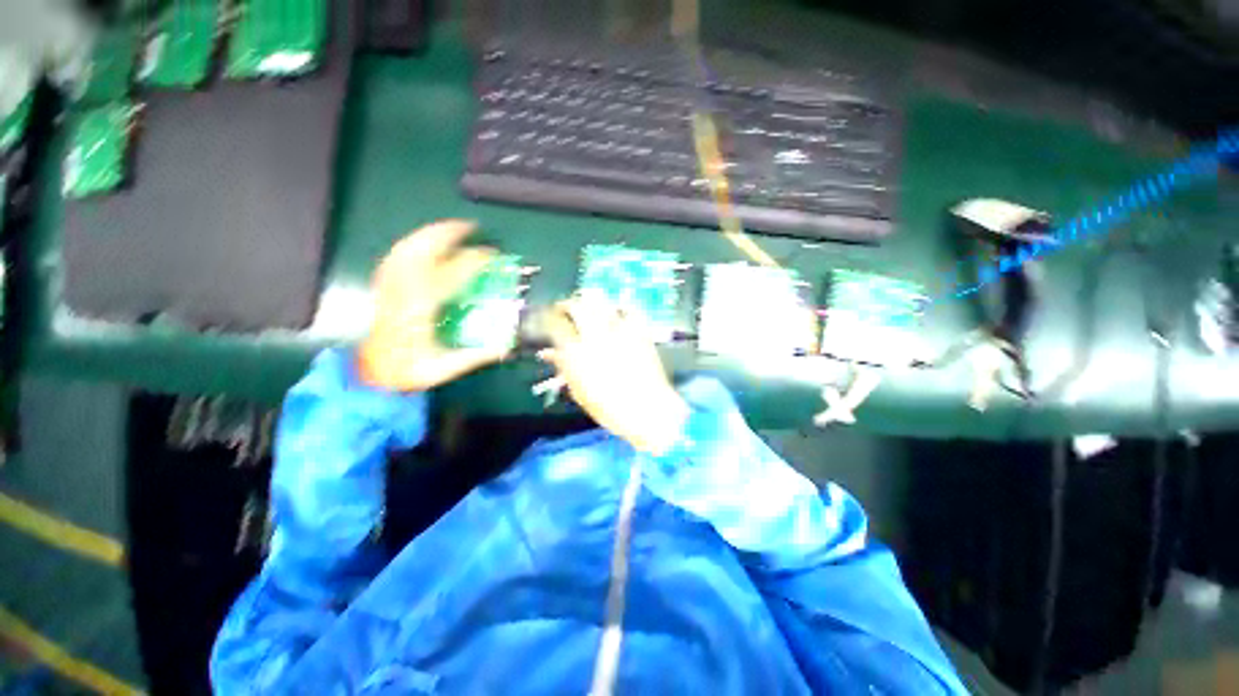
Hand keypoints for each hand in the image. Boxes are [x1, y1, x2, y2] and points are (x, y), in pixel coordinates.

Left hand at [358, 220, 507, 390]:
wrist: (375, 375)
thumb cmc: (410, 371)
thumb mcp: (448, 366)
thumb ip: (478, 354)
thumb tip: (507, 345)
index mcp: (421, 308)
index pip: (451, 273)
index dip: (473, 260)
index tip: (491, 254)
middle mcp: (402, 291)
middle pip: (421, 250)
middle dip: (446, 233)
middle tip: (469, 227)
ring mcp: (389, 287)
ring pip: (406, 249)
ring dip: (429, 234)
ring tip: (450, 229)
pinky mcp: (383, 288)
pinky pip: (396, 257)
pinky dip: (412, 245)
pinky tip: (424, 244)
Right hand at [538, 295, 687, 454]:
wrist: (646, 409)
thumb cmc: (608, 407)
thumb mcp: (579, 391)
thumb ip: (563, 367)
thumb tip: (548, 353)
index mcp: (576, 352)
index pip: (555, 325)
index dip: (548, 319)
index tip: (547, 320)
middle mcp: (595, 335)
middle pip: (576, 306)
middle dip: (567, 305)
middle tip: (565, 310)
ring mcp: (619, 330)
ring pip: (600, 303)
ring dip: (590, 303)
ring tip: (587, 308)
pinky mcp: (638, 331)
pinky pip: (628, 310)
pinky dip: (619, 308)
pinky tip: (615, 312)